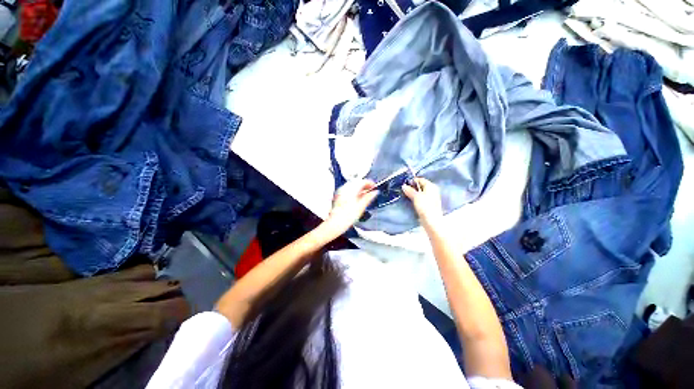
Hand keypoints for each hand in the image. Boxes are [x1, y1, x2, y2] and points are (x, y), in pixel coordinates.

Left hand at [322, 179, 378, 237]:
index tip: (374, 187)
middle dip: (365, 185)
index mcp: (351, 189)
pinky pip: (348, 189)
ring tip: (365, 194)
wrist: (336, 223)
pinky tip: (357, 197)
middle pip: (357, 182)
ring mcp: (340, 191)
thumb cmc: (347, 217)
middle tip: (371, 190)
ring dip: (359, 188)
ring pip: (352, 185)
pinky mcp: (338, 196)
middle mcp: (345, 188)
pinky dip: (354, 191)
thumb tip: (375, 192)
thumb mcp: (361, 206)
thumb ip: (369, 197)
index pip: (362, 181)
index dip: (370, 183)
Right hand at [402, 177, 442, 228]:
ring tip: (405, 194)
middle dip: (412, 187)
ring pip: (420, 193)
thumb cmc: (425, 206)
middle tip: (403, 189)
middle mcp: (432, 191)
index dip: (412, 180)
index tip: (404, 183)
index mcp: (431, 186)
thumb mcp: (415, 196)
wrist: (431, 221)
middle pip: (420, 186)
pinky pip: (420, 198)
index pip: (421, 179)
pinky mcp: (428, 205)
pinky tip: (410, 200)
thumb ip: (409, 190)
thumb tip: (404, 186)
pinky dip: (415, 198)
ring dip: (413, 193)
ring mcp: (430, 198)